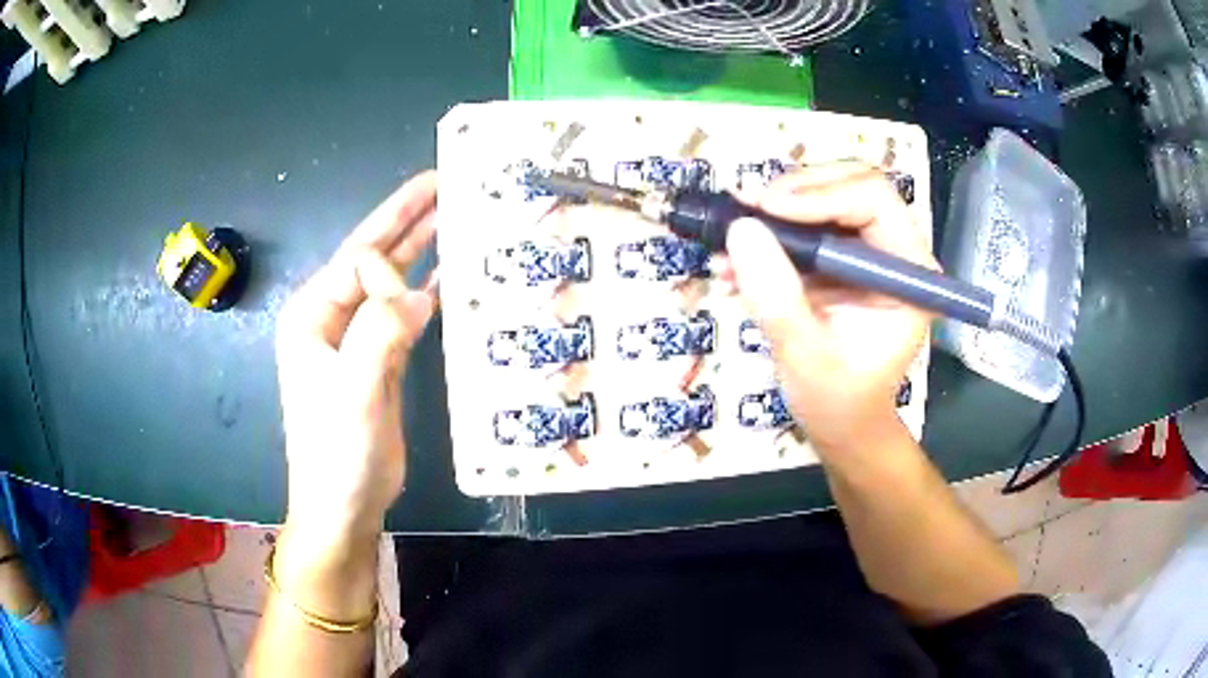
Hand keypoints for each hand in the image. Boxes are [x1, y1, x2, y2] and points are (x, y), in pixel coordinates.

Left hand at [275, 172, 437, 542]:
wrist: (343, 503)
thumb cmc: (337, 451)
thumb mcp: (354, 391)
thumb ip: (382, 332)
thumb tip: (423, 294)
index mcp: (312, 314)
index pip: (357, 262)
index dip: (391, 272)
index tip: (413, 313)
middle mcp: (331, 317)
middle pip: (372, 256)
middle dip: (407, 218)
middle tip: (444, 180)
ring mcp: (356, 337)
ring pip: (392, 281)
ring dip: (421, 249)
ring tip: (455, 213)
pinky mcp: (379, 358)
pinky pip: (405, 313)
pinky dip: (428, 291)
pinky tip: (451, 273)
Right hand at [726, 163, 934, 458]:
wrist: (842, 422)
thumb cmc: (837, 401)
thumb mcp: (805, 356)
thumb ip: (777, 297)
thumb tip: (741, 229)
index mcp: (910, 273)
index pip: (875, 200)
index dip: (819, 194)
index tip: (763, 211)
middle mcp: (897, 250)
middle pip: (851, 183)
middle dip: (794, 192)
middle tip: (746, 214)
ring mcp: (871, 249)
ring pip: (827, 194)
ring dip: (776, 209)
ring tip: (731, 239)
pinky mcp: (844, 255)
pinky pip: (808, 222)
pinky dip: (770, 232)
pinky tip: (736, 260)